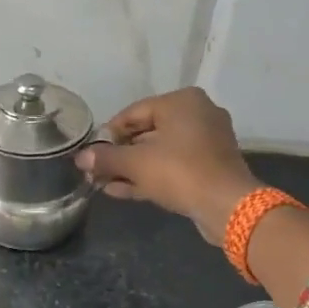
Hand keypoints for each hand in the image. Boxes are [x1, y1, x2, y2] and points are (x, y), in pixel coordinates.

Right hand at [76, 88, 261, 244]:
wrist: (227, 206)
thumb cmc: (180, 172)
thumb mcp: (136, 163)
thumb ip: (106, 158)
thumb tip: (81, 158)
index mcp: (182, 102)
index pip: (134, 112)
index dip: (108, 133)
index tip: (91, 152)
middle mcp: (198, 114)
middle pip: (147, 132)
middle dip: (119, 154)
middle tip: (95, 170)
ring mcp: (207, 141)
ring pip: (160, 152)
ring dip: (131, 168)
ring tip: (103, 183)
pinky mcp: (210, 166)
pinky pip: (173, 166)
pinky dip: (150, 176)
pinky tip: (121, 191)